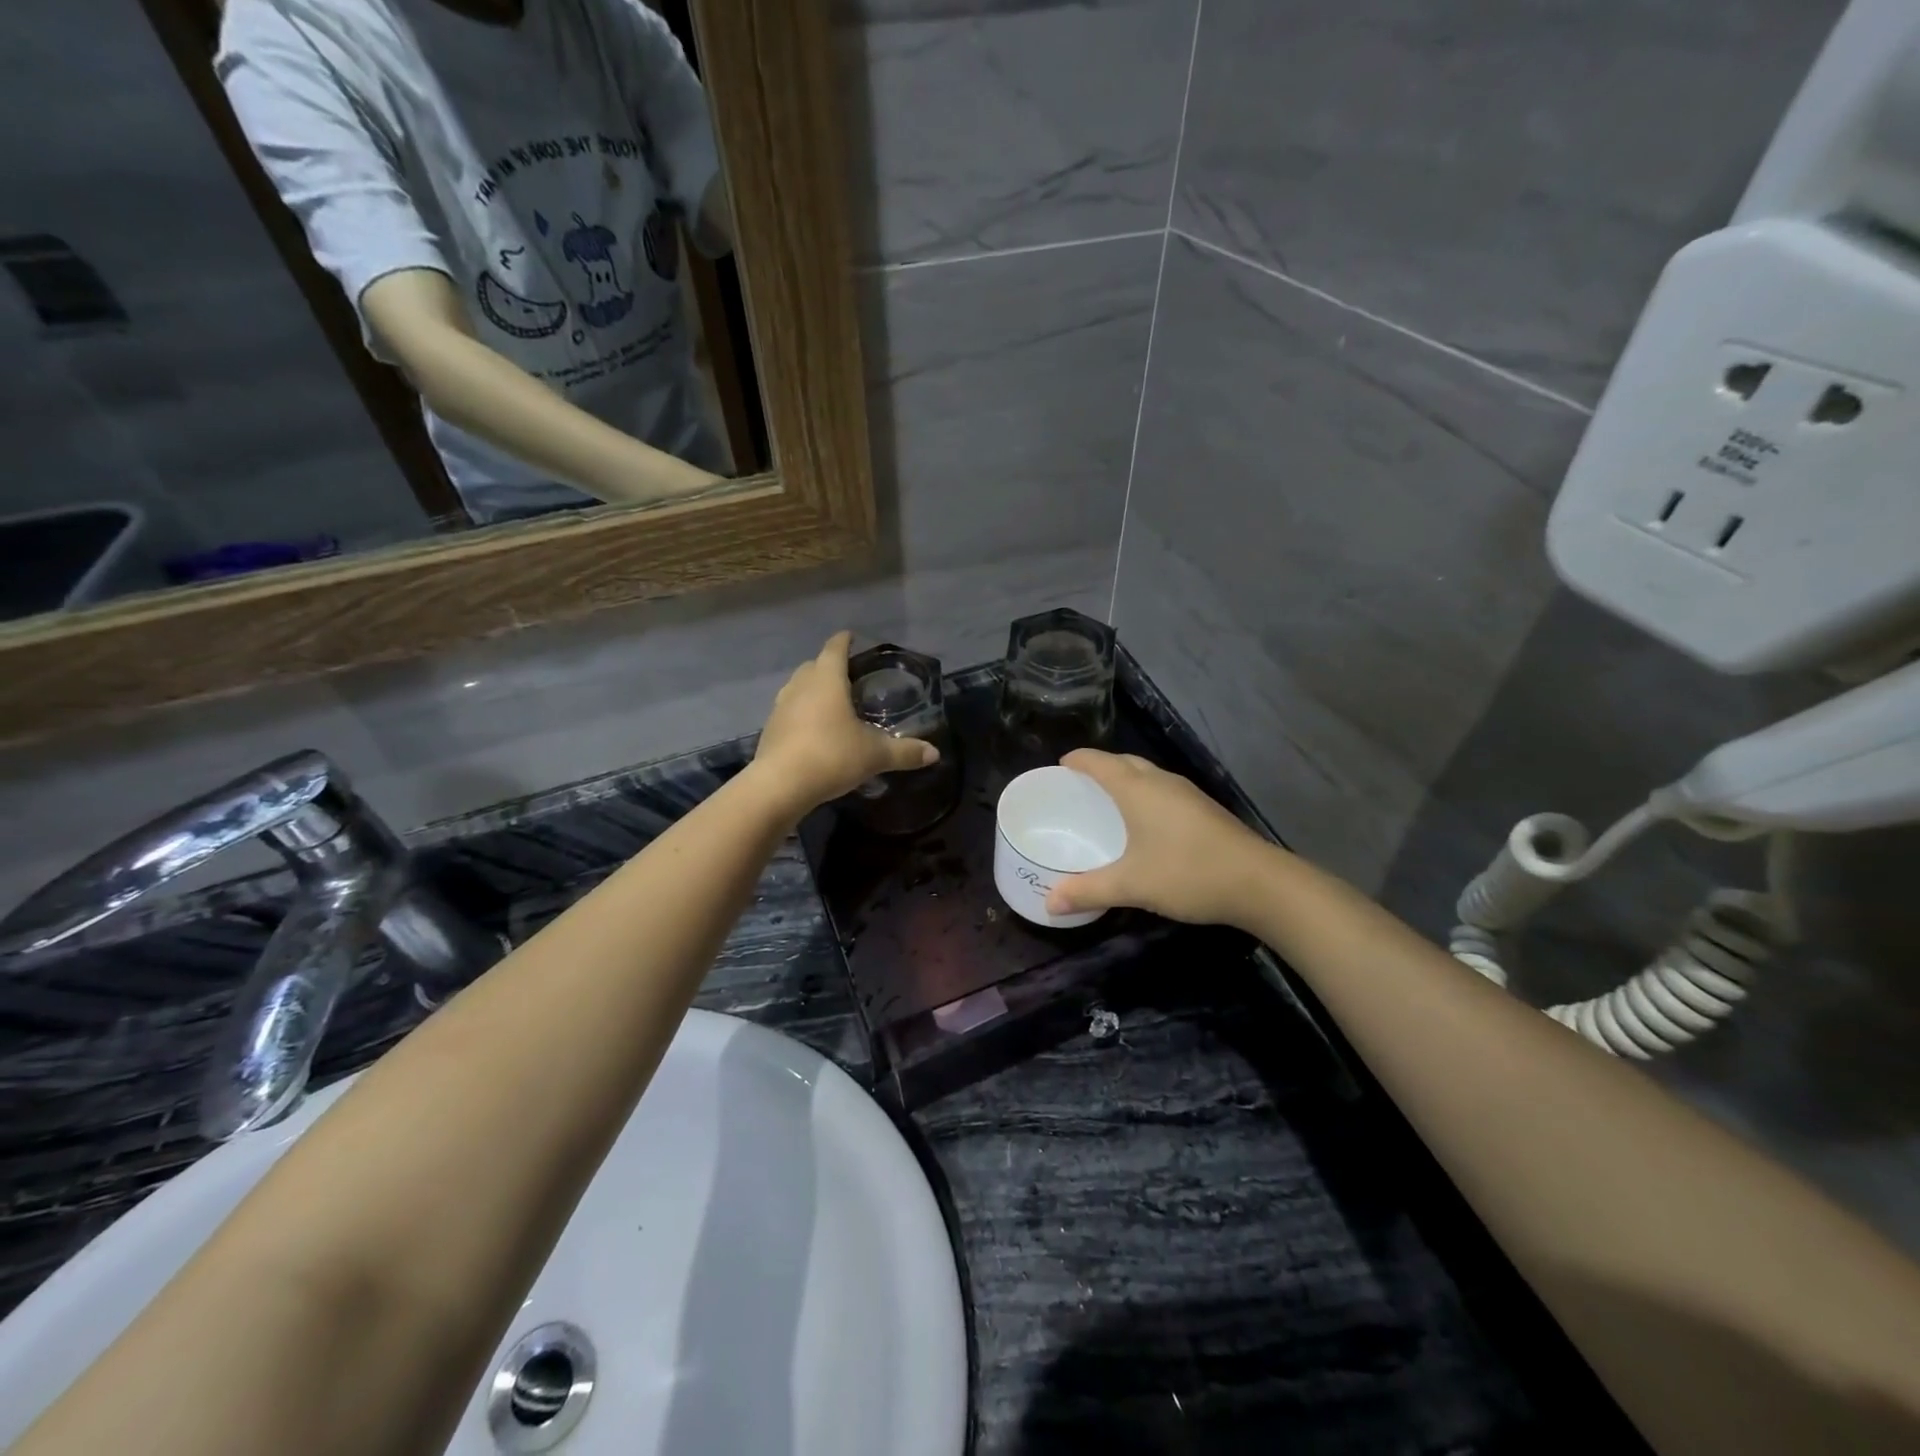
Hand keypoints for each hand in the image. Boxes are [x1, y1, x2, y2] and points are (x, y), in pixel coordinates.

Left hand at [751, 632, 938, 814]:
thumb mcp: (875, 755)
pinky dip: (802, 713)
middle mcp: (800, 685)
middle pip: (814, 665)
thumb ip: (905, 752)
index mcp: (827, 679)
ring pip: (798, 688)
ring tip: (833, 704)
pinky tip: (814, 731)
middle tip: (850, 677)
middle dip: (830, 666)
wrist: (780, 785)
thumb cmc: (831, 756)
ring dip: (813, 690)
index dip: (845, 641)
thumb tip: (934, 753)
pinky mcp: (770, 729)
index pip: (835, 648)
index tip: (853, 638)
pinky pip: (789, 711)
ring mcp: (780, 706)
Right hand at [1045, 749, 1278, 926]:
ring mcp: (1188, 794)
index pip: (1099, 762)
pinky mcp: (1204, 810)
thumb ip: (1088, 891)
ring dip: (1125, 780)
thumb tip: (1049, 902)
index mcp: (1138, 789)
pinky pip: (1163, 791)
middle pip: (1124, 762)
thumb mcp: (1132, 885)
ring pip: (1147, 775)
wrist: (1260, 883)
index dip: (1077, 760)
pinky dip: (1144, 796)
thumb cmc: (1188, 873)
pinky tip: (1144, 823)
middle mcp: (1162, 782)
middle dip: (1100, 767)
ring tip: (1107, 802)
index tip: (1059, 765)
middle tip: (1078, 785)